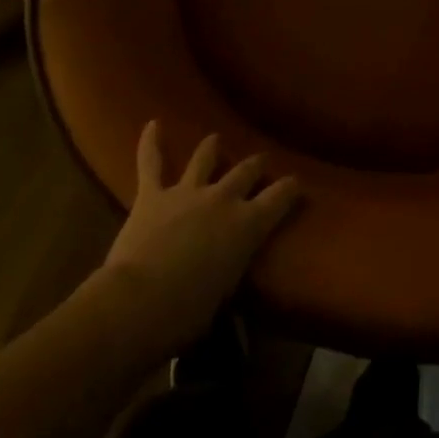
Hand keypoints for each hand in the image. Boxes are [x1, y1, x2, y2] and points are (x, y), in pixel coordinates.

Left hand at [100, 121, 300, 348]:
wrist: (141, 301)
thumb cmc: (188, 313)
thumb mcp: (224, 294)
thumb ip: (230, 269)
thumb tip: (227, 267)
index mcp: (247, 225)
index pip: (279, 198)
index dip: (290, 188)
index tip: (297, 183)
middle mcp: (222, 198)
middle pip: (246, 171)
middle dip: (255, 165)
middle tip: (260, 162)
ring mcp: (187, 191)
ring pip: (205, 158)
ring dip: (212, 147)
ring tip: (216, 140)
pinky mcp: (153, 194)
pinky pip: (152, 162)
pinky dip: (151, 142)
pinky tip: (152, 124)